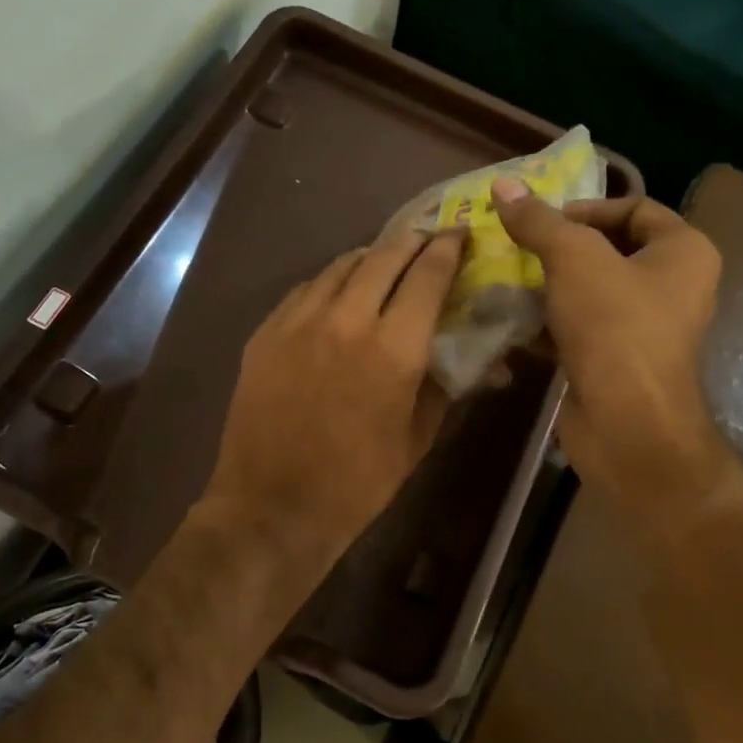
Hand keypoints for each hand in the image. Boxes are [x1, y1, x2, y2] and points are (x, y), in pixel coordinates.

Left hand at [202, 229, 464, 602]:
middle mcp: (346, 319)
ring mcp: (299, 321)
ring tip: (386, 260)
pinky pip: (306, 289)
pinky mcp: (266, 332)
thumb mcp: (416, 439)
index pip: (428, 276)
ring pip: (341, 265)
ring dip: (371, 257)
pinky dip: (332, 281)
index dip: (449, 250)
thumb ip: (444, 386)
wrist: (271, 507)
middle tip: (428, 238)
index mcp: (393, 349)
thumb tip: (475, 357)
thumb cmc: (356, 484)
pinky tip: (338, 292)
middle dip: (413, 241)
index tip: (460, 235)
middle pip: (385, 256)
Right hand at [491, 179, 722, 500]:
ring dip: (548, 285)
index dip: (587, 207)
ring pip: (590, 291)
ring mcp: (645, 328)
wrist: (625, 422)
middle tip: (518, 246)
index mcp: (684, 252)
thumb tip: (503, 185)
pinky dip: (549, 322)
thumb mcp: (573, 258)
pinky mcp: (616, 361)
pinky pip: (580, 328)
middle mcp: (673, 286)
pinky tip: (512, 319)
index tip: (542, 221)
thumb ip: (538, 221)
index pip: (635, 208)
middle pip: (609, 250)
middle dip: (560, 248)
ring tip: (508, 279)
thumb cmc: (614, 326)